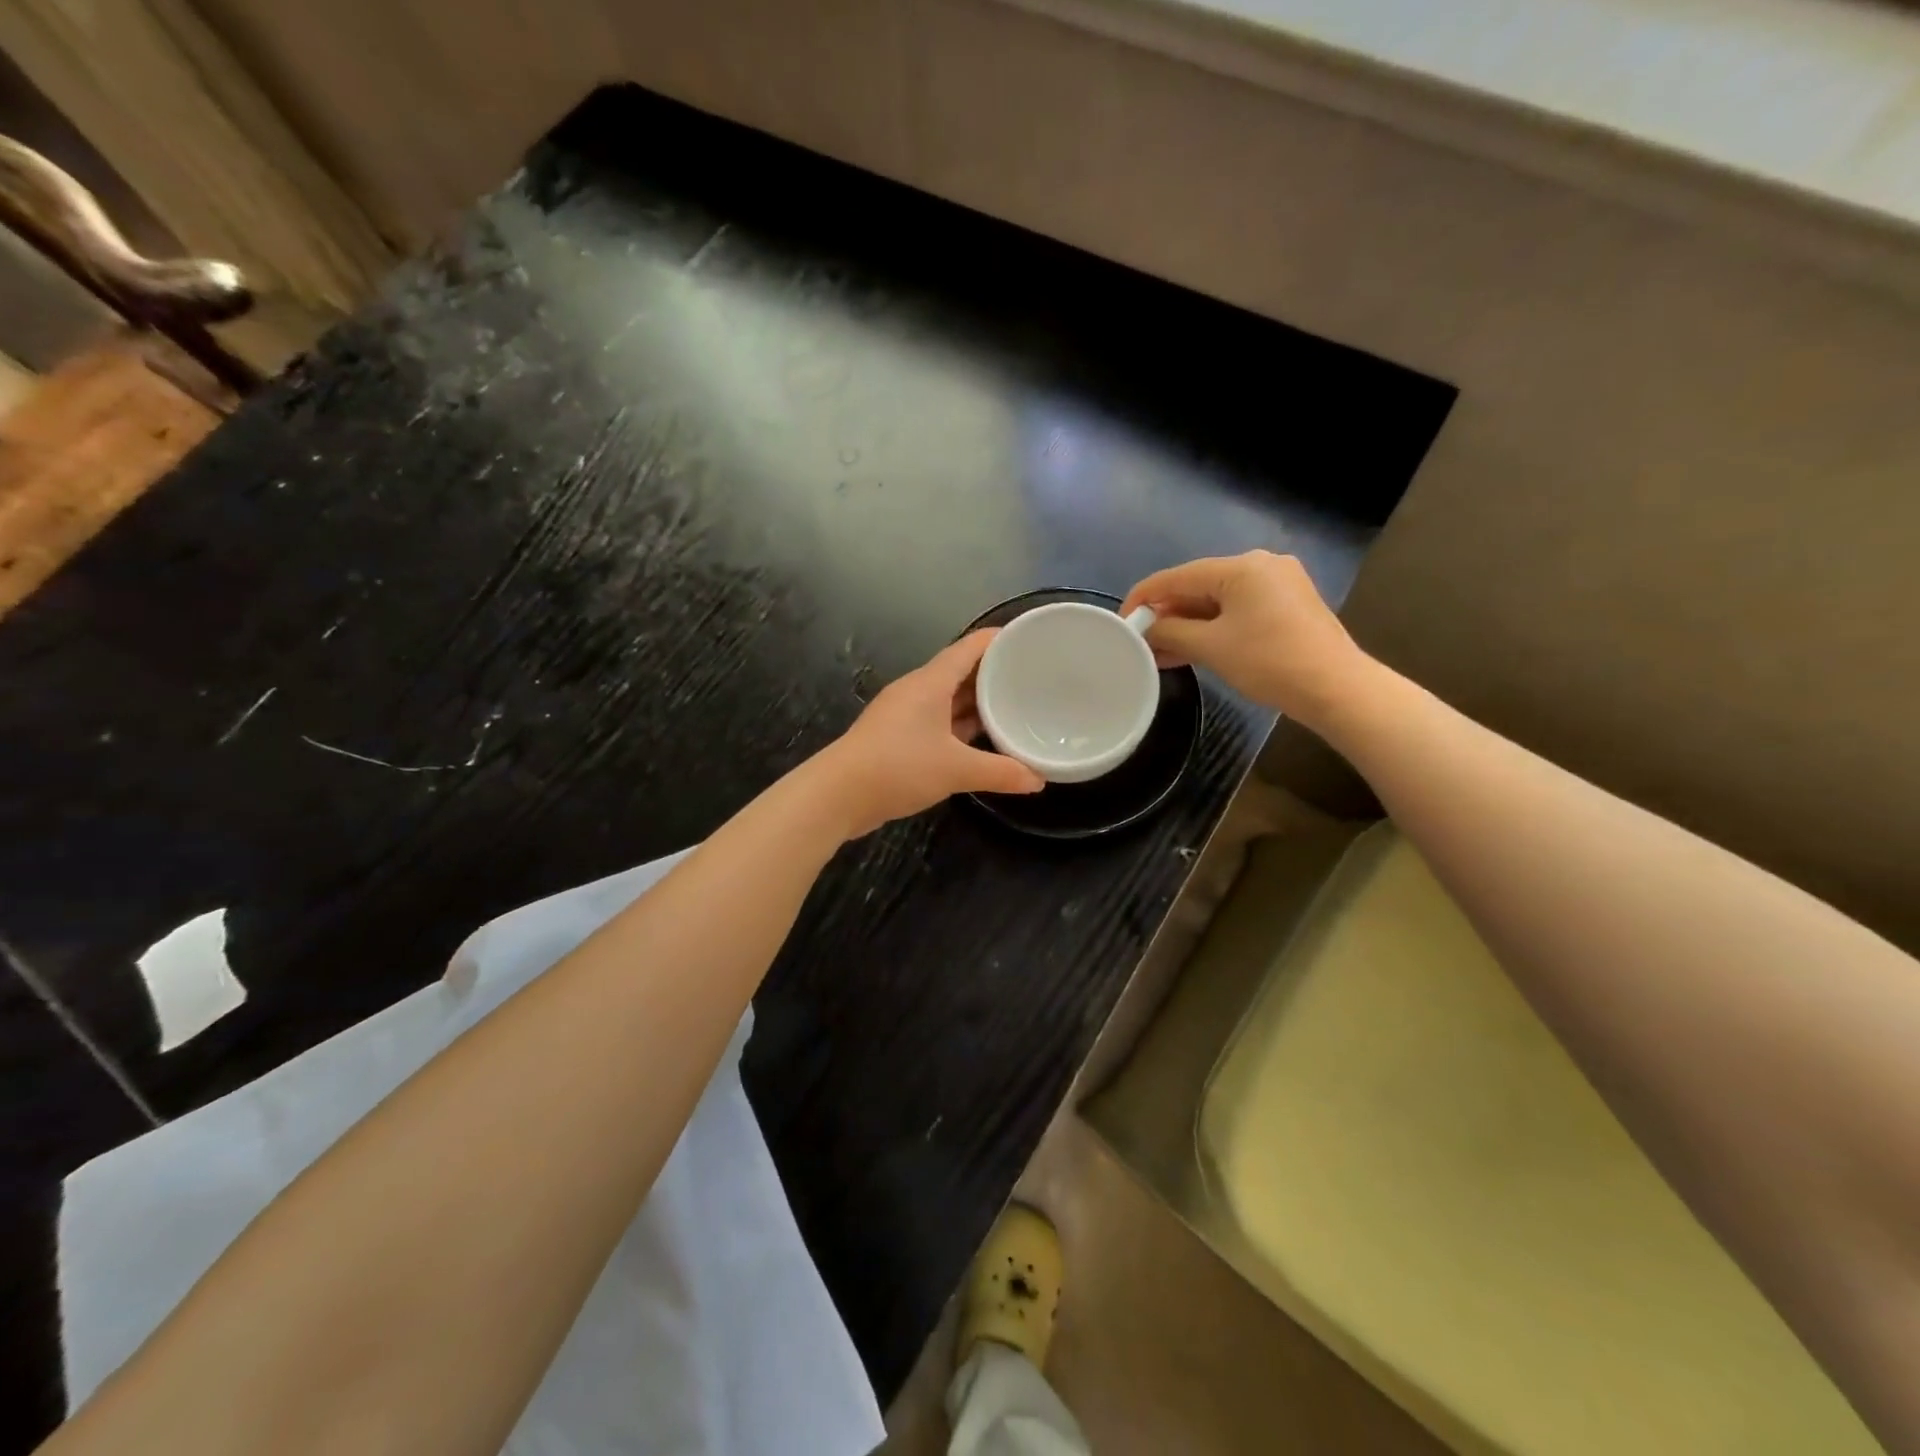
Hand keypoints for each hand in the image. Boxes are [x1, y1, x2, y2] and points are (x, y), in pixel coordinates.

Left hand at [814, 630, 1044, 838]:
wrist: (838, 794)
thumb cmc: (898, 767)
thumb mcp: (956, 770)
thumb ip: (1000, 773)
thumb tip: (1038, 780)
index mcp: (930, 682)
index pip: (969, 648)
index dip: (998, 640)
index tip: (1028, 640)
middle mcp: (916, 691)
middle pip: (960, 672)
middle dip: (993, 674)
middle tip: (1030, 679)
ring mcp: (904, 714)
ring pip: (947, 699)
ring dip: (976, 703)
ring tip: (1013, 707)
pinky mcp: (896, 737)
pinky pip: (936, 721)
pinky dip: (959, 726)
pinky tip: (979, 740)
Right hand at [1122, 551, 1369, 726]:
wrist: (1336, 688)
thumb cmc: (1269, 662)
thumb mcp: (1211, 647)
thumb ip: (1171, 632)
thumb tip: (1147, 629)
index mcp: (1241, 567)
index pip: (1176, 576)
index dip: (1143, 598)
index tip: (1122, 622)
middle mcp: (1261, 565)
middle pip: (1198, 585)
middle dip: (1167, 614)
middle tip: (1141, 641)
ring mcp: (1279, 584)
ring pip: (1218, 600)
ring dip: (1188, 624)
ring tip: (1160, 651)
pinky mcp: (1289, 605)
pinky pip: (1238, 609)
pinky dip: (1213, 627)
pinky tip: (1192, 649)